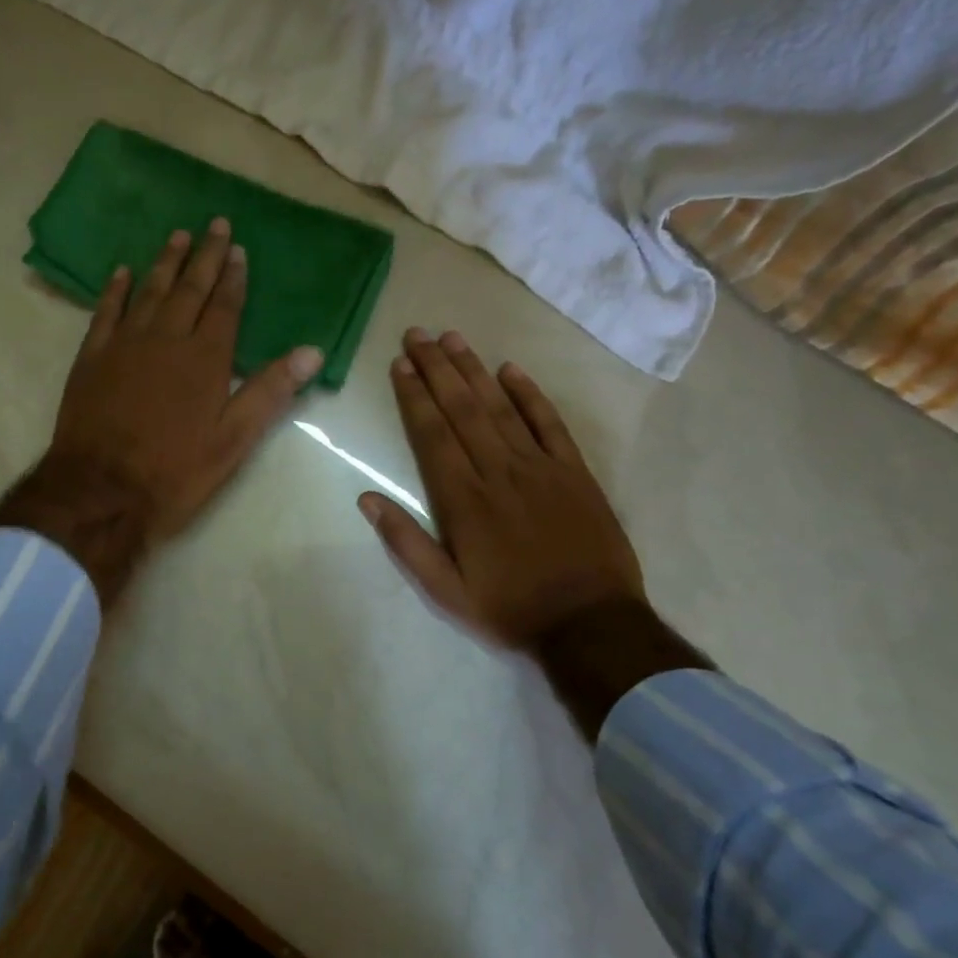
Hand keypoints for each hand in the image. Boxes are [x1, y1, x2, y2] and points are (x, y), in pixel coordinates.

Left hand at [0, 218, 321, 604]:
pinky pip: (105, 311)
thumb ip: (270, 392)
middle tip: (213, 223)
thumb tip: (312, 351)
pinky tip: (122, 272)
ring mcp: (124, 344)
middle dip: (204, 256)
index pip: (224, 307)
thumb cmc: (175, 471)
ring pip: (149, 291)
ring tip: (177, 235)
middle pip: (189, 289)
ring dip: (165, 262)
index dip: (233, 277)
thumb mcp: (233, 441)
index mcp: (205, 359)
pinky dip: (116, 289)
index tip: (238, 249)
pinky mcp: (92, 357)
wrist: (100, 490)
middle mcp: (166, 339)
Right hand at [357, 329, 644, 649]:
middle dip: (436, 368)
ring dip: (473, 370)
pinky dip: (530, 395)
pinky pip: (549, 423)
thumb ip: (405, 544)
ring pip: (499, 407)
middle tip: (417, 334)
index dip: (414, 396)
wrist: (590, 624)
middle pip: (462, 409)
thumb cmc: (510, 608)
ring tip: (452, 338)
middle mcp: (498, 472)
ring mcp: (540, 467)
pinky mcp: (574, 472)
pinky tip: (511, 370)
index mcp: (464, 500)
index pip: (432, 434)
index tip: (399, 364)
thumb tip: (366, 499)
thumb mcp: (445, 592)